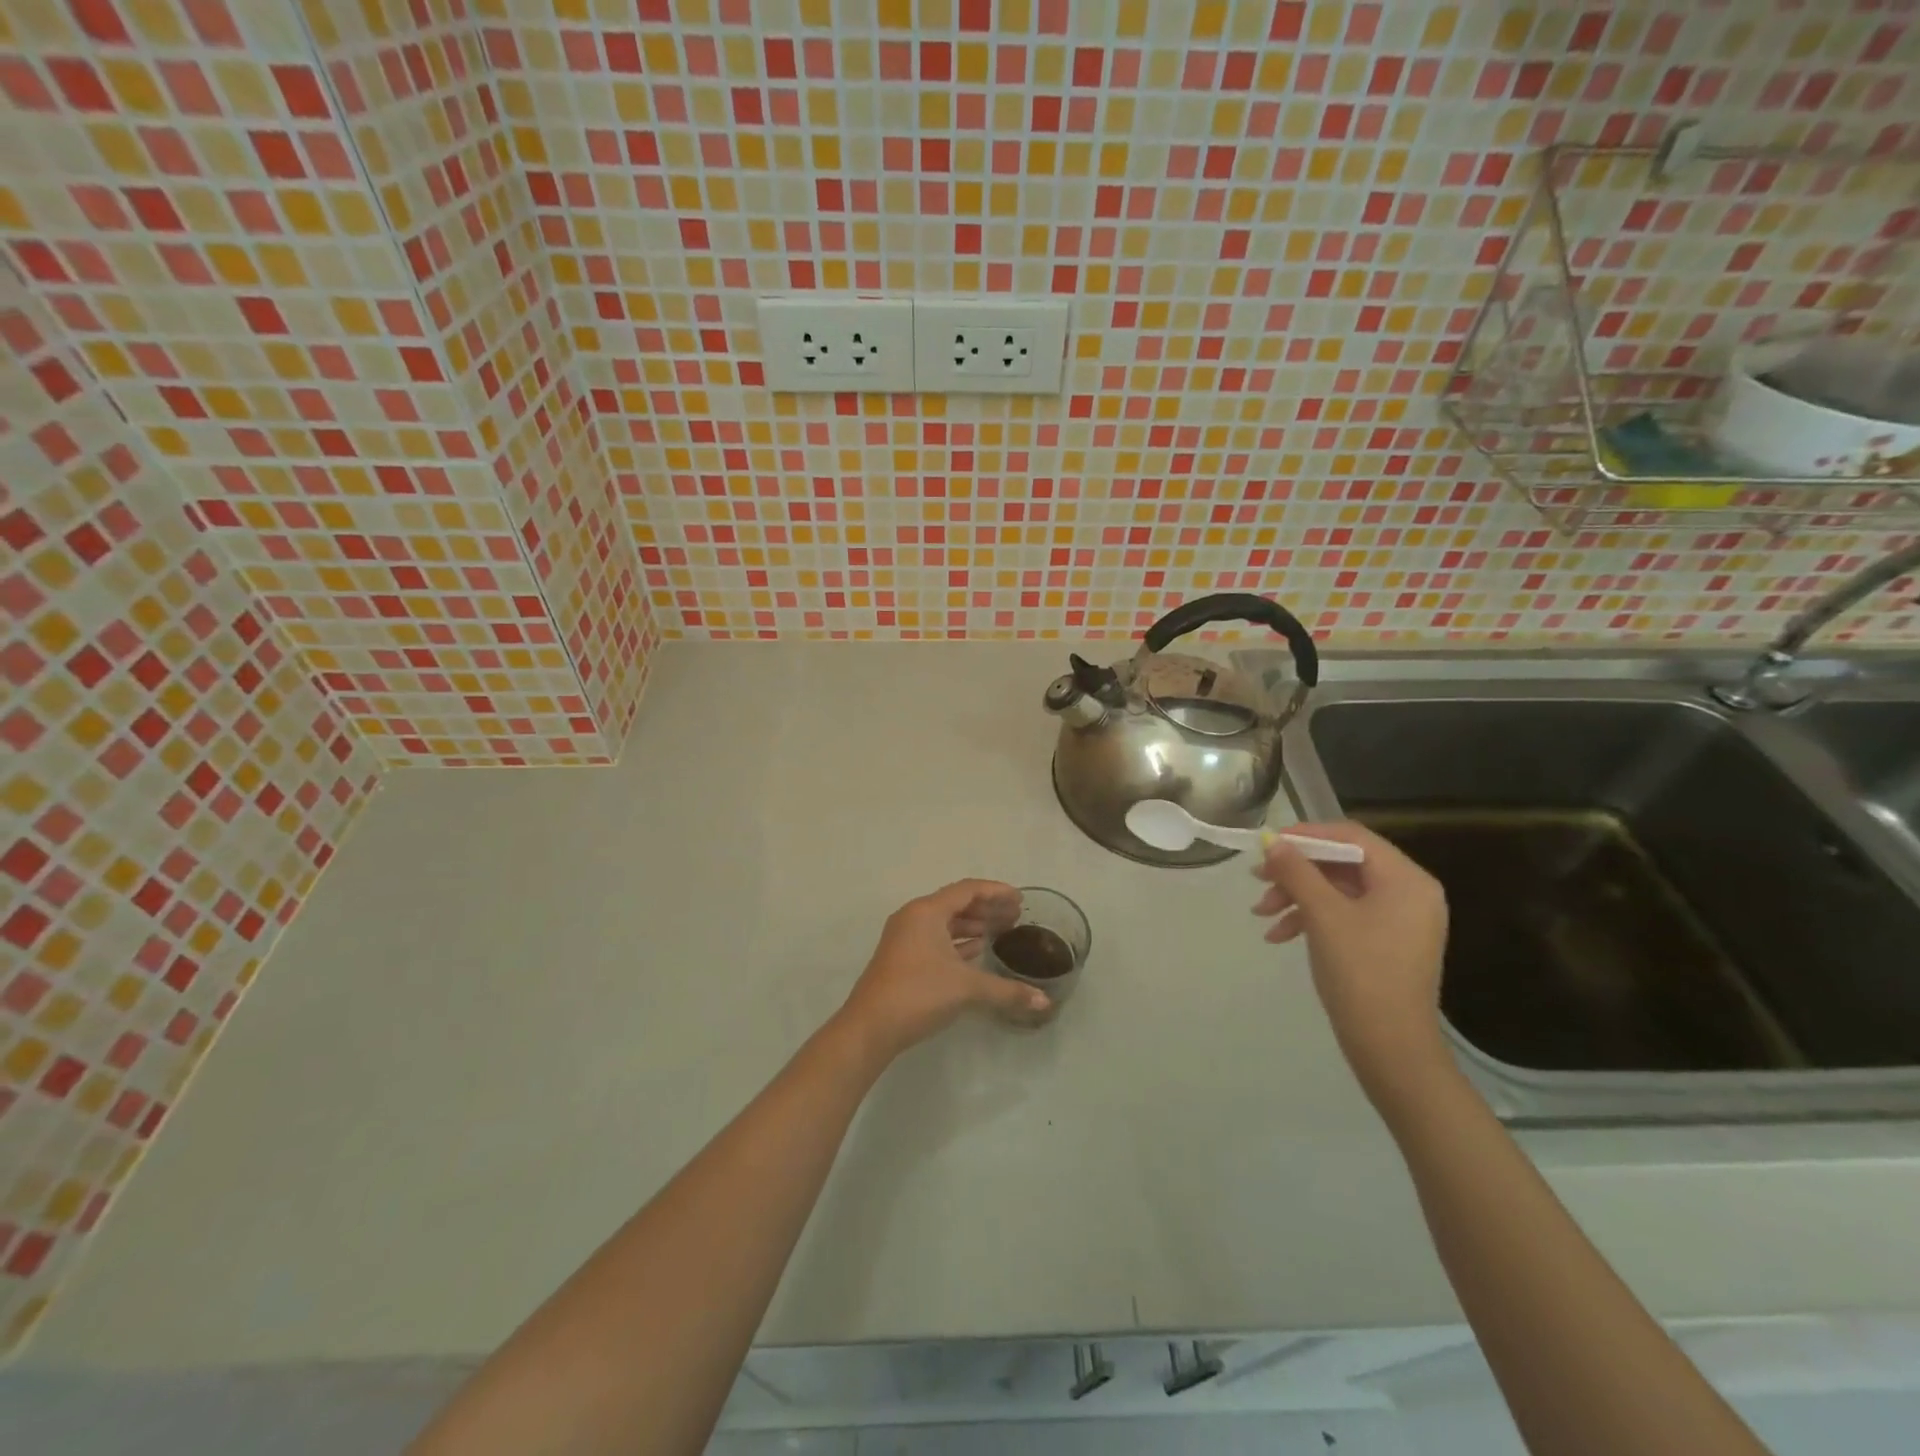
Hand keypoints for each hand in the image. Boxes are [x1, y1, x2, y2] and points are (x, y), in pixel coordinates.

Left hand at [837, 880, 1050, 1063]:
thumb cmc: (918, 994)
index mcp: (927, 911)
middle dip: (987, 908)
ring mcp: (905, 938)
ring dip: (972, 925)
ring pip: (945, 922)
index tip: (1020, 899)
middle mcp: (914, 917)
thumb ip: (1007, 991)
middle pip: (956, 903)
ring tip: (1001, 931)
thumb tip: (1045, 1002)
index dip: (996, 892)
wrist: (870, 1027)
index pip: (967, 890)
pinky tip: (976, 951)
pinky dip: (958, 941)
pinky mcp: (903, 958)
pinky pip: (936, 939)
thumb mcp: (966, 988)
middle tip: (1016, 916)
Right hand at [1252, 823, 1451, 1107]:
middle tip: (1258, 879)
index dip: (1306, 835)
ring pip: (1339, 890)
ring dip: (1297, 896)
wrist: (1391, 1047)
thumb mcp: (1323, 915)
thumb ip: (1297, 872)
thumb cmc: (1361, 972)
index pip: (1352, 836)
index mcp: (1406, 880)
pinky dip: (1311, 919)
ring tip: (1261, 914)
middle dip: (1297, 872)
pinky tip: (1279, 935)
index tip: (1268, 845)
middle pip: (1343, 863)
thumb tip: (1272, 842)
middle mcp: (1409, 893)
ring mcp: (1399, 920)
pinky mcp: (1386, 943)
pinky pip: (1345, 915)